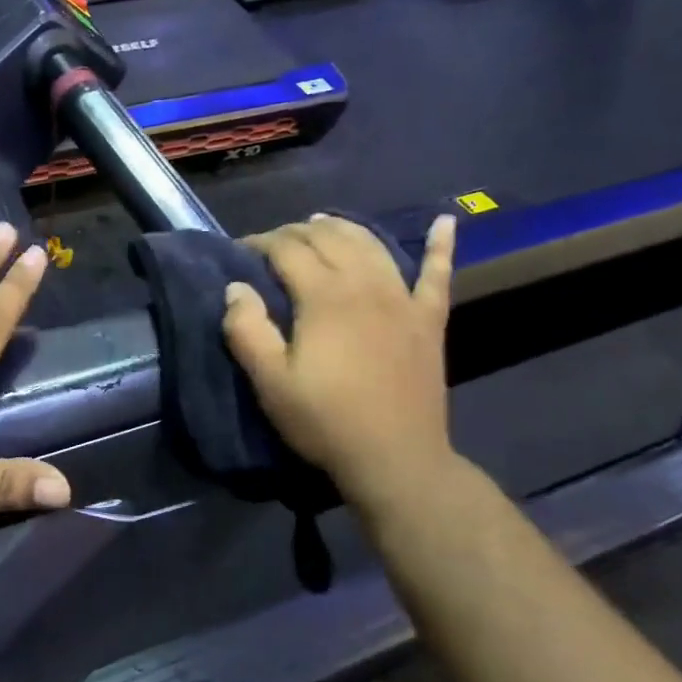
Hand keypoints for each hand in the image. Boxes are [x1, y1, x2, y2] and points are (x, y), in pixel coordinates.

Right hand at [221, 213, 459, 507]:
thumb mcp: (271, 382)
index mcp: (324, 296)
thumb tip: (235, 287)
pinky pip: (438, 274)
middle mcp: (365, 285)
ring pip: (372, 245)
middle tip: (274, 243)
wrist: (396, 459)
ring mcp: (403, 299)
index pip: (288, 249)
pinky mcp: (429, 320)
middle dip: (297, 231)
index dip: (261, 242)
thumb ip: (247, 330)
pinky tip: (446, 221)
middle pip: (329, 238)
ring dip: (344, 228)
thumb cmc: (326, 421)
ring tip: (323, 223)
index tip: (241, 250)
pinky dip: (441, 245)